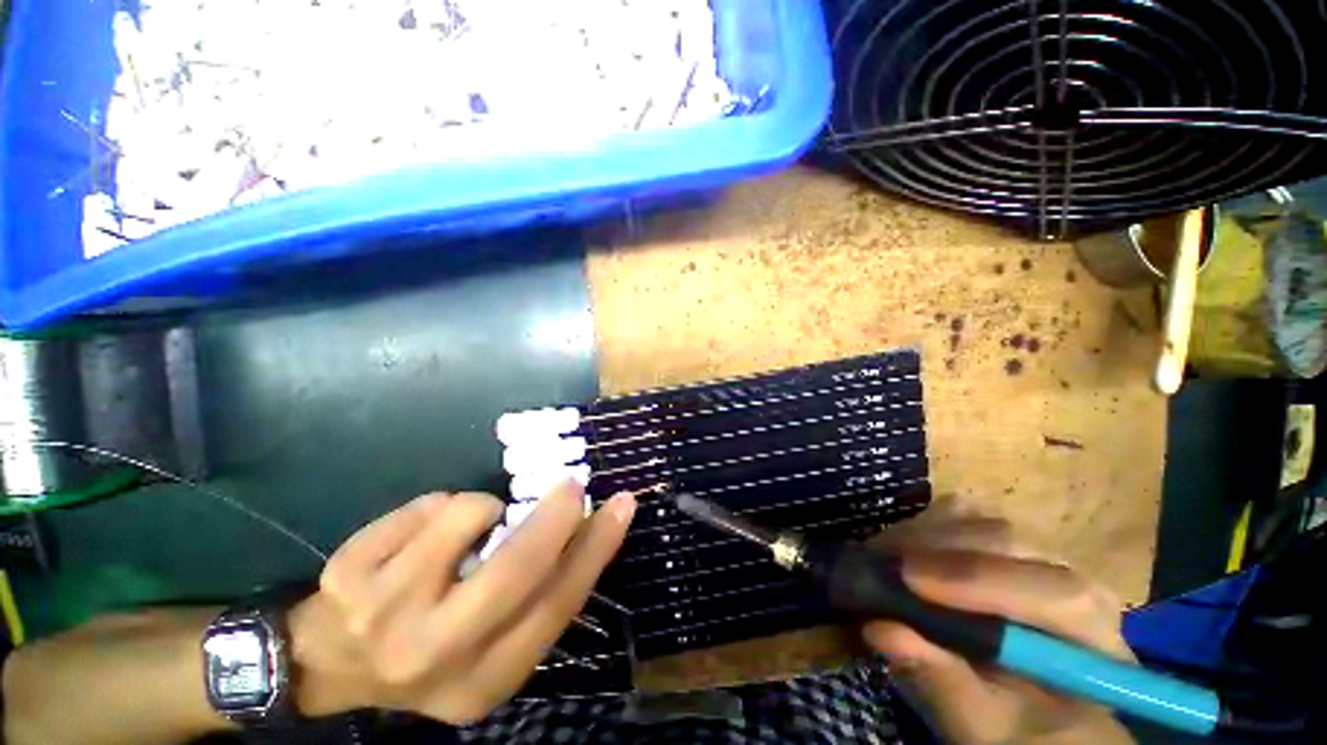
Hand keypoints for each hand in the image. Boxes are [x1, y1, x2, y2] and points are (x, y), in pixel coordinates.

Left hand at [287, 482, 635, 723]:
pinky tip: (421, 536)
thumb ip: (537, 595)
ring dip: (484, 508)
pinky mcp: (350, 573)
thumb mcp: (491, 643)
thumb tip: (584, 527)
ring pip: (468, 516)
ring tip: (469, 527)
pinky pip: (428, 505)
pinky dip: (441, 507)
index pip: (556, 607)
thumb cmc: (431, 644)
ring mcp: (382, 614)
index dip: (596, 550)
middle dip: (555, 516)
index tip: (621, 506)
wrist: (330, 662)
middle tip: (572, 486)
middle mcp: (434, 656)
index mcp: (483, 681)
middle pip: (515, 569)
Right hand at [862, 516, 1135, 744]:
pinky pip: (959, 515)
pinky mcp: (999, 541)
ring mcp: (1034, 552)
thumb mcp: (984, 725)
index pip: (1051, 591)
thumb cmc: (1016, 727)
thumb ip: (944, 684)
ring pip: (977, 519)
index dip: (974, 578)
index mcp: (1090, 633)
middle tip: (877, 562)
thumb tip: (881, 630)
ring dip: (922, 534)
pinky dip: (922, 527)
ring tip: (882, 556)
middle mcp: (1070, 577)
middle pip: (1006, 541)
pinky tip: (901, 550)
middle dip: (935, 548)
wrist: (1028, 710)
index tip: (905, 579)